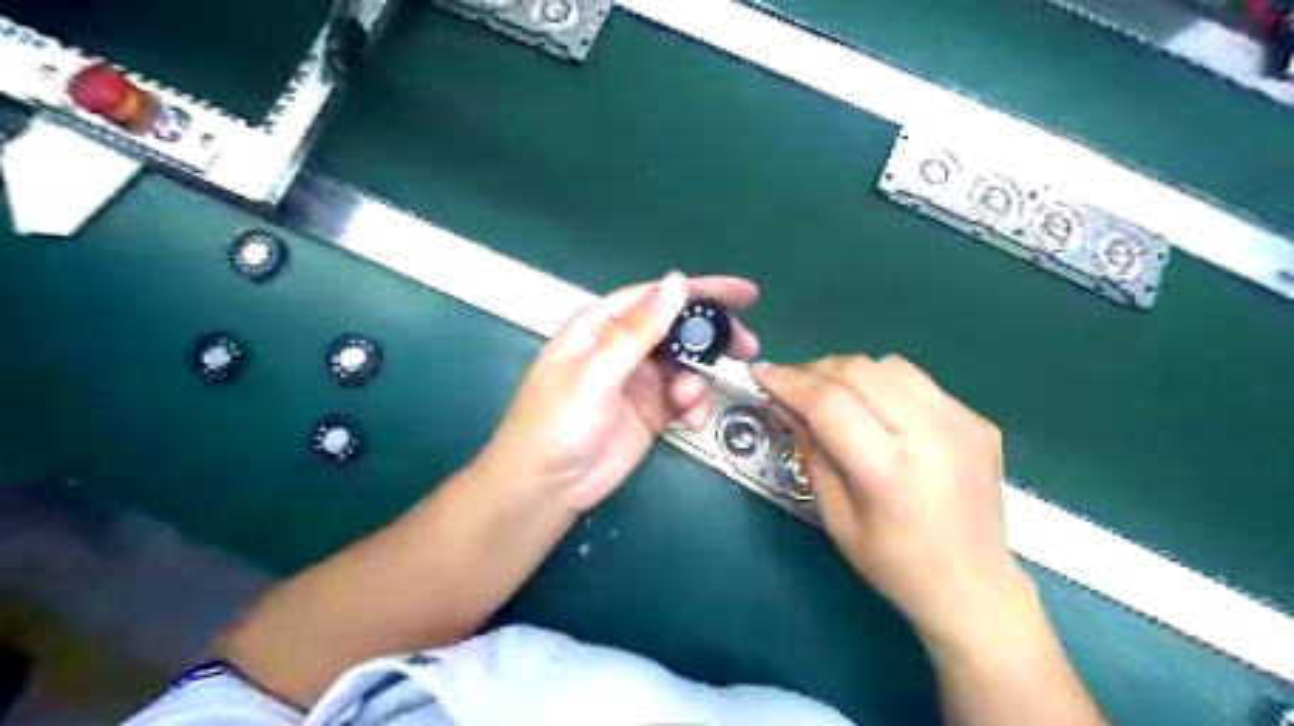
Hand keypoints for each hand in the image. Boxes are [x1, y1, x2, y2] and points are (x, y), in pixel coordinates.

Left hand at [479, 268, 760, 511]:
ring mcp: (639, 381)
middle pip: (677, 329)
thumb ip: (639, 329)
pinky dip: (694, 406)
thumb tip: (676, 281)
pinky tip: (691, 422)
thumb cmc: (559, 421)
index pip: (656, 297)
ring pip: (686, 366)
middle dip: (711, 338)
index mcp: (601, 326)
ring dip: (699, 380)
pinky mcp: (652, 411)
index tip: (745, 294)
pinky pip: (685, 398)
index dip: (700, 291)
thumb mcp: (598, 372)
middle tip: (747, 347)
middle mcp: (623, 347)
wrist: (547, 488)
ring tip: (691, 402)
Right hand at [754, 354, 1038, 648]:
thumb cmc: (895, 565)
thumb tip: (789, 406)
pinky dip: (883, 384)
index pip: (829, 403)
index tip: (761, 373)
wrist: (976, 588)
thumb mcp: (837, 518)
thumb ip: (813, 453)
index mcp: (888, 471)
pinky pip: (917, 381)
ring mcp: (961, 423)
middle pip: (858, 372)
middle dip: (813, 370)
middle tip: (790, 384)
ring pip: (888, 365)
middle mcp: (930, 436)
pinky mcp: (977, 420)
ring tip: (829, 391)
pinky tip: (875, 409)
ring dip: (848, 371)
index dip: (789, 382)